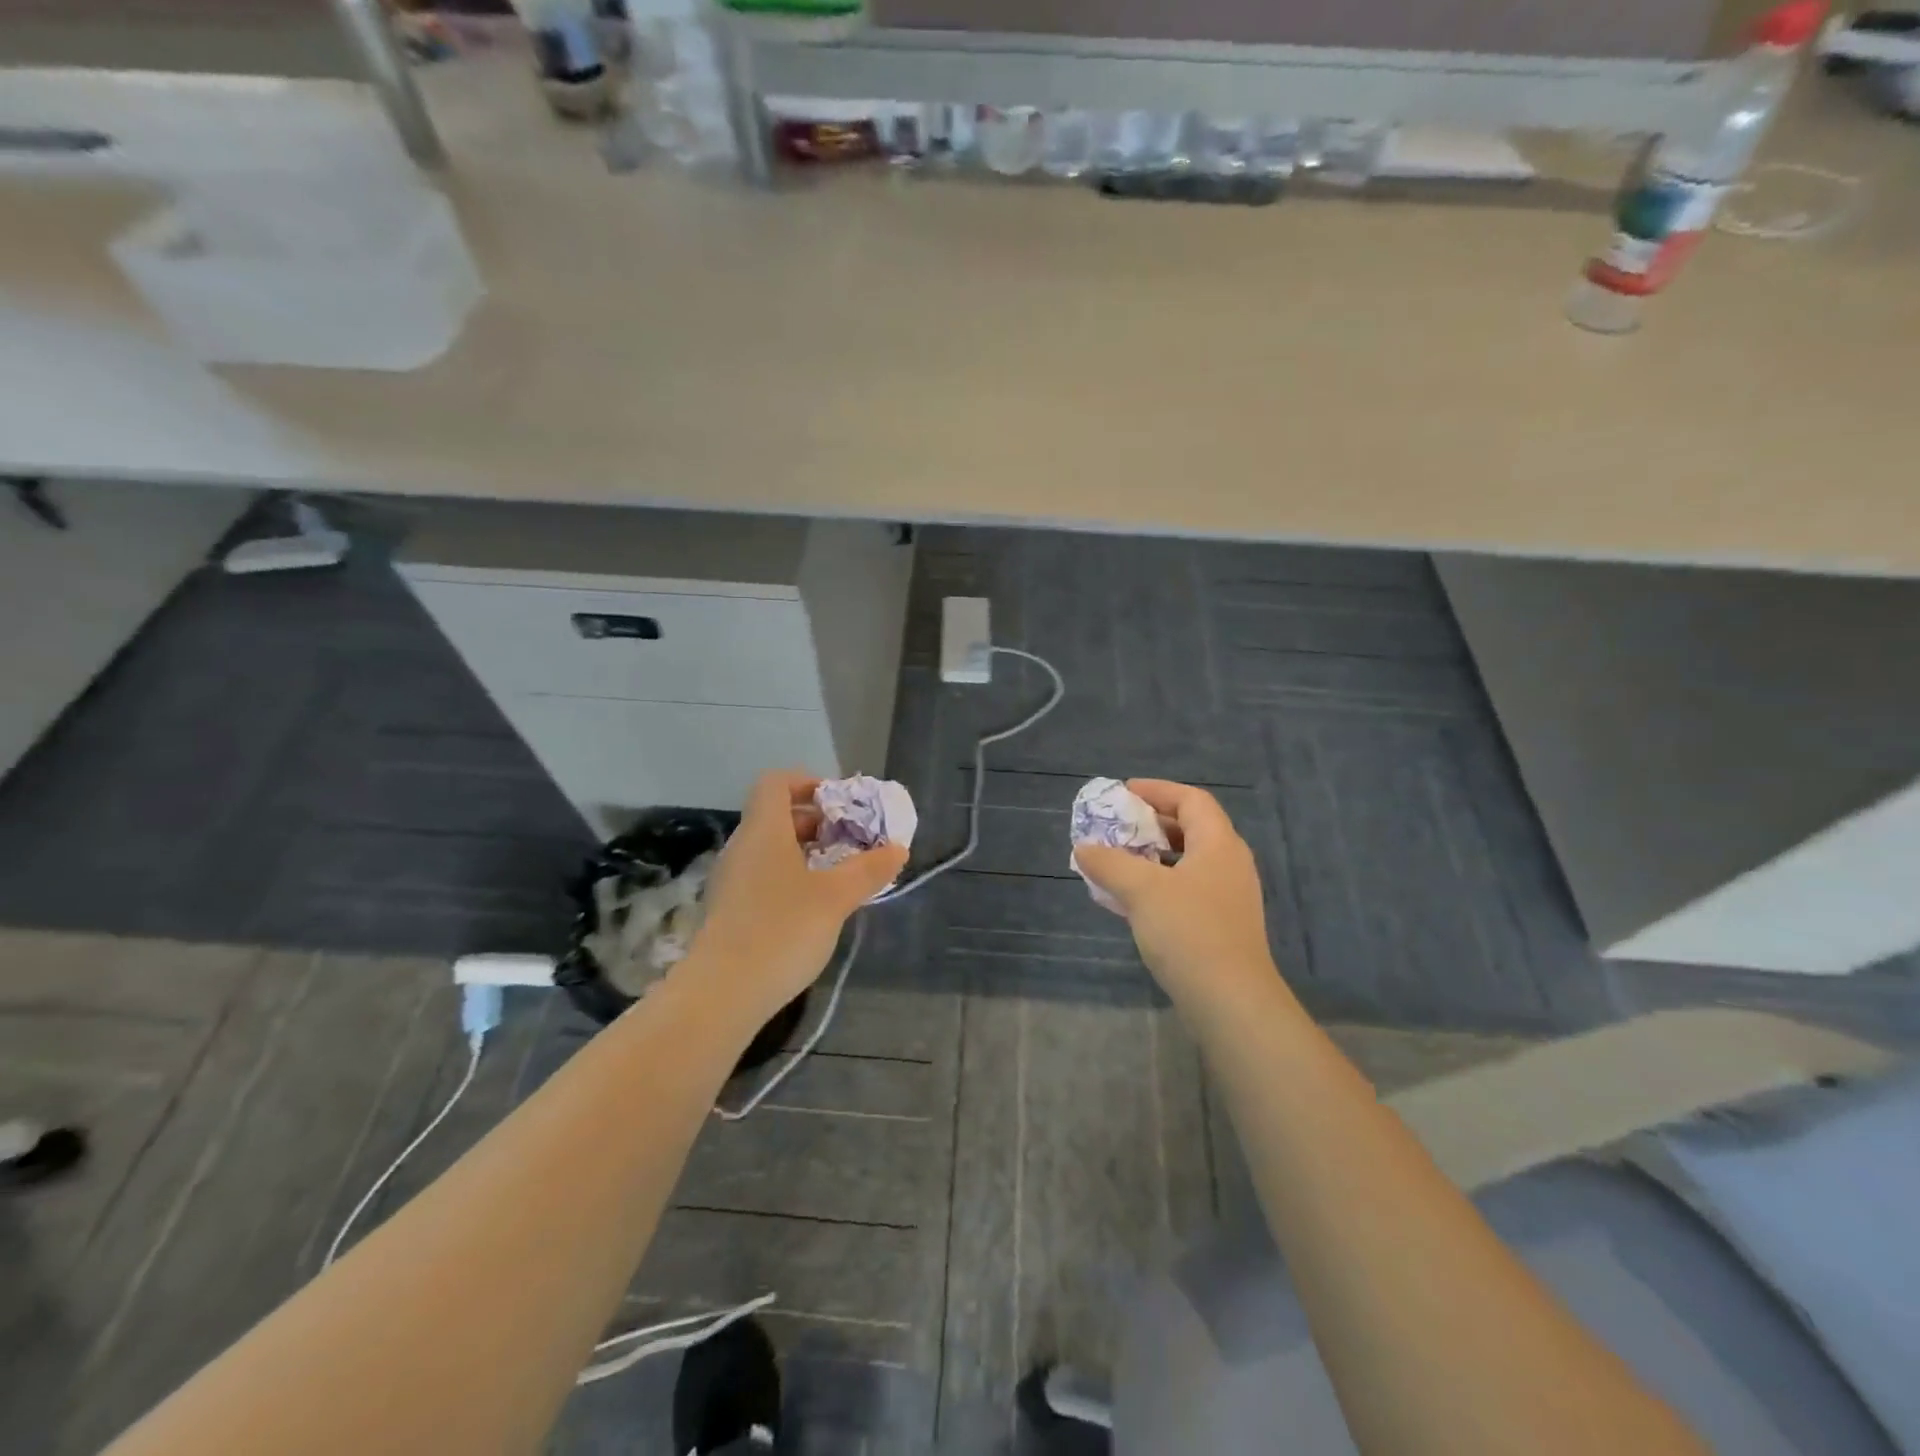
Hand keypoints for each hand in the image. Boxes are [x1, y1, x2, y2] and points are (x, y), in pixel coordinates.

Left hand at [686, 770, 907, 1021]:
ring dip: (804, 852)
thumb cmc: (782, 930)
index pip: (776, 782)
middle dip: (815, 821)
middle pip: (775, 815)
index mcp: (764, 831)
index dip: (807, 782)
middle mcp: (742, 847)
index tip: (839, 804)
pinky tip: (813, 907)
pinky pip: (762, 876)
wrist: (722, 994)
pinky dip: (789, 878)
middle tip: (849, 841)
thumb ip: (868, 870)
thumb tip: (898, 849)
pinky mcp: (728, 910)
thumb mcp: (835, 898)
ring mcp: (731, 880)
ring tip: (838, 875)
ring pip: (769, 849)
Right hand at [1074, 779, 1278, 1014]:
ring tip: (1119, 860)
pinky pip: (1188, 889)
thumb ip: (1110, 862)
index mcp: (1219, 844)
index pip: (1192, 800)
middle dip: (1152, 823)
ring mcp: (1229, 897)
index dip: (1158, 790)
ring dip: (1153, 856)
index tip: (1124, 793)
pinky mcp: (1223, 925)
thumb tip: (1084, 848)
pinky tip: (1134, 900)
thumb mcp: (1141, 890)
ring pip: (1188, 861)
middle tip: (1118, 826)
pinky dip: (1160, 883)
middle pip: (1192, 828)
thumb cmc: (1189, 932)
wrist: (1231, 1001)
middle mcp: (1230, 864)